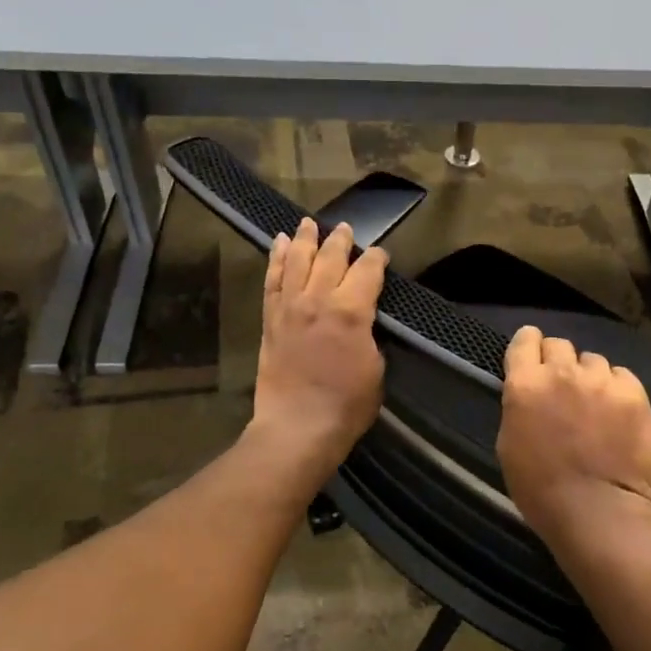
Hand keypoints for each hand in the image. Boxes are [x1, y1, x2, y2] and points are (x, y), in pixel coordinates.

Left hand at [249, 217, 387, 475]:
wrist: (297, 427)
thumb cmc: (347, 405)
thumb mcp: (375, 368)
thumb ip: (369, 334)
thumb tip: (363, 319)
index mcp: (351, 311)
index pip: (367, 271)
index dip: (376, 259)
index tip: (380, 254)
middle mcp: (318, 300)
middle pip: (330, 258)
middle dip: (341, 240)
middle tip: (346, 228)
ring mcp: (290, 307)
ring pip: (297, 261)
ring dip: (305, 240)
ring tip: (309, 224)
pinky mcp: (270, 319)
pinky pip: (272, 281)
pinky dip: (275, 260)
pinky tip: (278, 245)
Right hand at [497, 325, 650, 548]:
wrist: (599, 514)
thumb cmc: (542, 491)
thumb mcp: (510, 445)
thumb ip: (520, 407)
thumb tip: (531, 395)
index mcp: (525, 385)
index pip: (524, 340)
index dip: (528, 345)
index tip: (533, 355)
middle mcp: (562, 373)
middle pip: (559, 345)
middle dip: (559, 361)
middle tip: (563, 387)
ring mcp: (601, 381)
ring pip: (593, 361)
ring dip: (590, 377)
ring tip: (595, 404)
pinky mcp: (635, 394)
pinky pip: (622, 376)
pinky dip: (617, 389)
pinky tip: (618, 413)